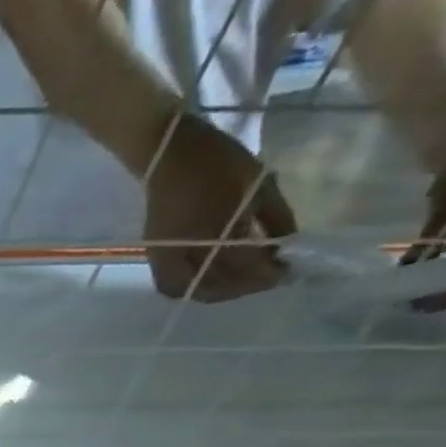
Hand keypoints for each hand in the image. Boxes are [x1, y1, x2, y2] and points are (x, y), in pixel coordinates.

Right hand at [143, 112, 296, 303]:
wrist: (171, 154)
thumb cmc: (219, 162)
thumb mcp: (260, 183)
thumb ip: (275, 218)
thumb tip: (286, 246)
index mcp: (216, 228)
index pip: (243, 265)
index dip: (267, 272)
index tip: (288, 271)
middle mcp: (187, 249)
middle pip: (214, 285)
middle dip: (242, 287)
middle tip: (266, 278)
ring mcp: (167, 255)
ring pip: (190, 290)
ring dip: (216, 292)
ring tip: (238, 283)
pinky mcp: (156, 255)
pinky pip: (172, 285)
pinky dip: (190, 289)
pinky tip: (208, 282)